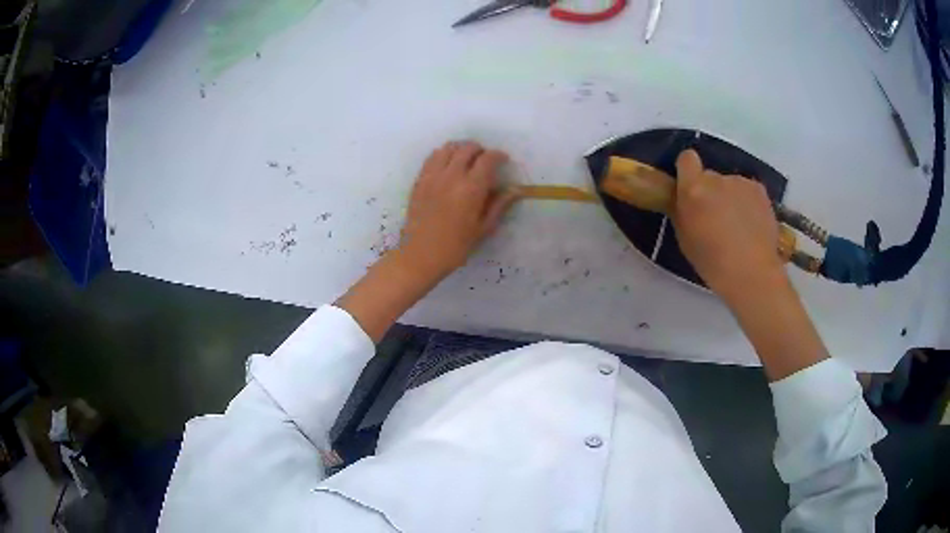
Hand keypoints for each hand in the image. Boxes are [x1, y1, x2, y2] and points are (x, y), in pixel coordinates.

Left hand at [399, 141, 520, 279]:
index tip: (503, 160)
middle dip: (480, 150)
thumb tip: (515, 190)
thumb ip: (499, 205)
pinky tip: (448, 165)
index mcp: (471, 188)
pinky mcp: (420, 180)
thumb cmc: (456, 246)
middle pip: (468, 148)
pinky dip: (443, 155)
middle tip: (485, 161)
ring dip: (461, 149)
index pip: (488, 159)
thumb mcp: (483, 228)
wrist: (420, 255)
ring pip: (449, 148)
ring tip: (466, 160)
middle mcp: (452, 176)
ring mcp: (433, 176)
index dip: (498, 156)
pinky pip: (432, 157)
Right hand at [671, 149, 784, 298]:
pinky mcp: (760, 191)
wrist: (752, 274)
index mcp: (693, 189)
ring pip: (730, 185)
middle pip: (710, 176)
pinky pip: (747, 191)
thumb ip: (682, 211)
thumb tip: (684, 200)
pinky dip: (747, 203)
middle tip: (715, 217)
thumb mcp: (685, 239)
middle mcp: (717, 178)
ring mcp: (741, 183)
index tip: (689, 187)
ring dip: (730, 198)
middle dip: (710, 191)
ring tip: (737, 227)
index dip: (687, 170)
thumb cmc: (712, 263)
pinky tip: (751, 226)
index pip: (687, 159)